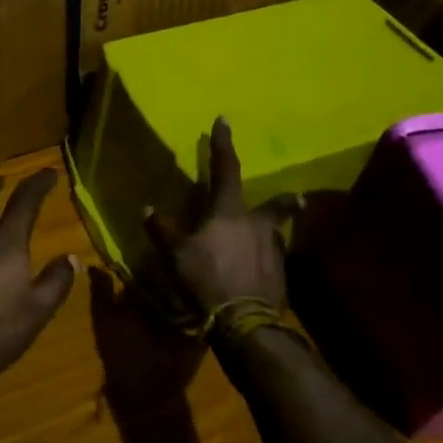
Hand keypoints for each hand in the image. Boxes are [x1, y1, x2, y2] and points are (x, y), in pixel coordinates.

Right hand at [146, 119, 295, 316]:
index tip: (224, 121)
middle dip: (284, 200)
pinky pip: (275, 259)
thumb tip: (147, 209)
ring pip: (277, 233)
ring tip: (270, 239)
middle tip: (295, 196)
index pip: (225, 169)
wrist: (246, 321)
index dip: (223, 144)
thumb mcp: (176, 255)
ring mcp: (274, 249)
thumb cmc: (207, 278)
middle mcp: (257, 224)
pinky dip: (268, 260)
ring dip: (274, 232)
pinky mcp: (282, 275)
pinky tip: (263, 270)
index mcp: (229, 212)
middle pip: (275, 205)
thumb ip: (163, 230)